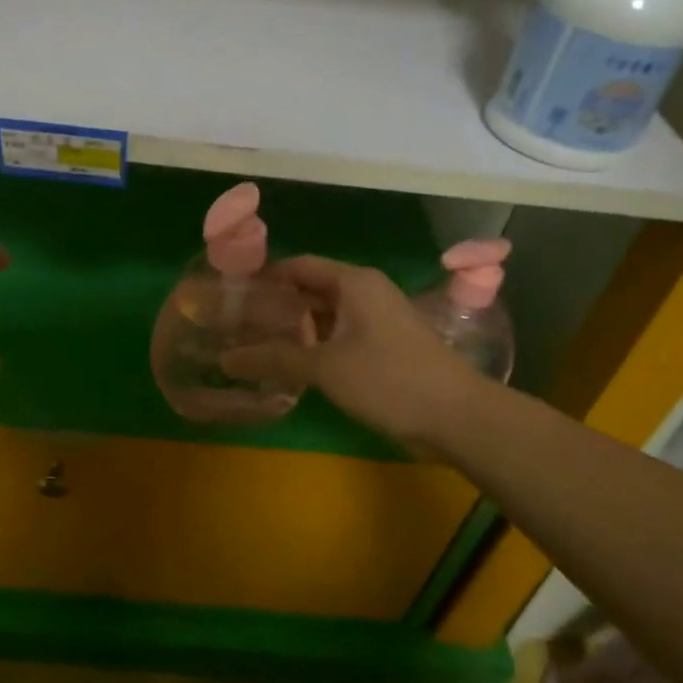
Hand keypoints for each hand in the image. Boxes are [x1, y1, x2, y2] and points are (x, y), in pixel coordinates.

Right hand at [221, 256, 483, 454]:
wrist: (456, 416)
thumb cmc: (389, 379)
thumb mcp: (326, 367)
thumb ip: (275, 359)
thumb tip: (226, 359)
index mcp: (354, 282)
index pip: (298, 266)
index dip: (264, 277)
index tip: (231, 295)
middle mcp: (366, 293)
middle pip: (310, 289)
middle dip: (275, 306)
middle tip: (235, 325)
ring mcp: (377, 320)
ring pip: (324, 316)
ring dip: (293, 329)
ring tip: (253, 344)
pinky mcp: (383, 347)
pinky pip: (339, 337)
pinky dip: (314, 346)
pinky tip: (288, 365)